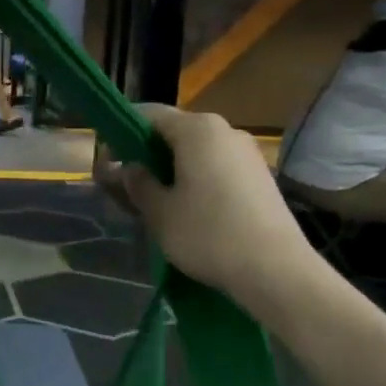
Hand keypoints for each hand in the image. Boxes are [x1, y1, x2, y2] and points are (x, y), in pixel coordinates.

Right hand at [100, 105, 312, 295]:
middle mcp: (225, 130)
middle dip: (147, 154)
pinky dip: (197, 179)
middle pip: (174, 132)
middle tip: (128, 186)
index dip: (122, 133)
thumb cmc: (209, 235)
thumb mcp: (160, 212)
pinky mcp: (260, 176)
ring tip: (157, 203)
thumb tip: (130, 168)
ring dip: (172, 169)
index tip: (108, 161)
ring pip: (197, 151)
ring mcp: (247, 153)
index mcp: (197, 129)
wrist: (277, 271)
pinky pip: (218, 167)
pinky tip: (190, 210)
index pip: (148, 114)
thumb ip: (138, 183)